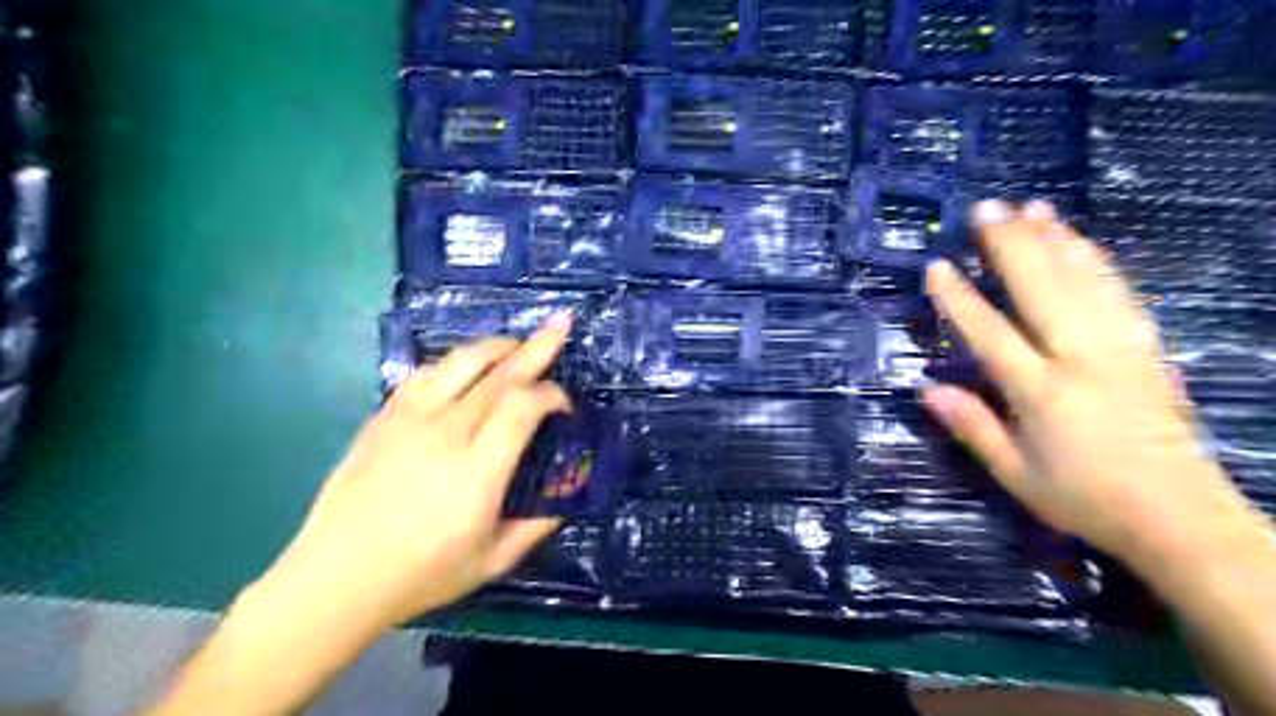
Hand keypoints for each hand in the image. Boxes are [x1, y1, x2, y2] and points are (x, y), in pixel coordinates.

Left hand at [255, 314, 573, 631]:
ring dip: (495, 346)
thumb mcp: (493, 562)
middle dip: (536, 347)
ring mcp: (409, 420)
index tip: (564, 403)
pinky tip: (465, 367)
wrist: (335, 579)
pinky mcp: (383, 417)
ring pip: (459, 362)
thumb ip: (536, 526)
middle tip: (560, 323)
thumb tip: (564, 498)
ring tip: (516, 343)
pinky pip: (425, 374)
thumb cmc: (420, 575)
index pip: (523, 406)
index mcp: (477, 471)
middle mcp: (446, 433)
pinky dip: (455, 362)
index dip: (551, 394)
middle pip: (498, 374)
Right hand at [924, 198, 1253, 563]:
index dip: (960, 299)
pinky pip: (1119, 292)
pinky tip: (1082, 242)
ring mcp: (1121, 348)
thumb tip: (926, 388)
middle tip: (986, 208)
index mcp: (1043, 392)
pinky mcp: (1147, 348)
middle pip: (1043, 289)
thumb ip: (972, 426)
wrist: (1182, 519)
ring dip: (1056, 239)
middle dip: (1012, 245)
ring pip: (1084, 281)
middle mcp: (1082, 359)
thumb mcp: (1015, 474)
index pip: (991, 333)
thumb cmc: (1085, 499)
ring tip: (1032, 206)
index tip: (937, 266)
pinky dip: (1096, 260)